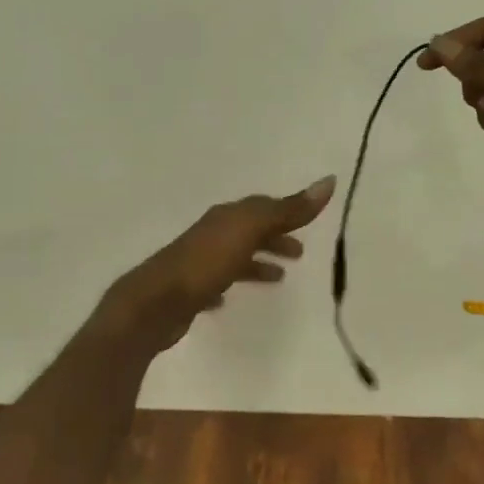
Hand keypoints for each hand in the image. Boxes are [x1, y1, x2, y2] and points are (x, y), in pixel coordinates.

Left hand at [110, 177, 337, 348]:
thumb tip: (328, 181)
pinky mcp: (188, 291)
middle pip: (249, 230)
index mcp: (227, 216)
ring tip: (278, 279)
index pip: (262, 206)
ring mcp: (197, 262)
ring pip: (234, 256)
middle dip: (274, 237)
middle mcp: (212, 233)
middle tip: (300, 254)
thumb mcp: (251, 230)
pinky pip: (215, 283)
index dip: (286, 212)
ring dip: (256, 262)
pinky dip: (229, 284)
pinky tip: (232, 300)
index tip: (308, 223)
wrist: (155, 302)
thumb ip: (288, 210)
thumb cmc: (206, 262)